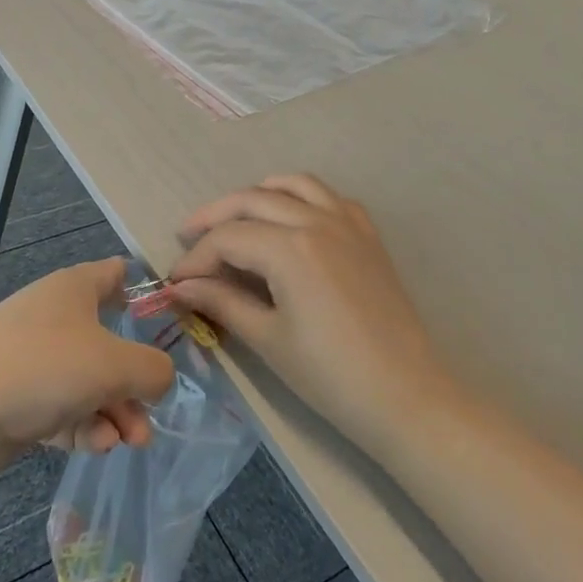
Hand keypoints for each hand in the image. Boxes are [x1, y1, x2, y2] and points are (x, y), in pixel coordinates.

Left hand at [0, 259, 175, 475]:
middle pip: (107, 342)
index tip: (168, 320)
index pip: (114, 274)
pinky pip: (61, 411)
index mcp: (75, 289)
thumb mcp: (115, 364)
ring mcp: (32, 361)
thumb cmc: (43, 366)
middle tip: (150, 412)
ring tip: (131, 441)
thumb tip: (160, 378)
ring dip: (114, 411)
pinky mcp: (16, 402)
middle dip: (134, 380)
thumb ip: (152, 369)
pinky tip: (96, 446)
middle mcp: (54, 319)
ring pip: (87, 383)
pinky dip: (82, 428)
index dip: (142, 290)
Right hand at [168, 175, 450, 452]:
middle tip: (188, 237)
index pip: (227, 238)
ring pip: (292, 185)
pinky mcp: (367, 235)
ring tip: (235, 219)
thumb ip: (222, 302)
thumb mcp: (268, 339)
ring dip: (257, 195)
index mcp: (290, 248)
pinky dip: (301, 197)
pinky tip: (290, 221)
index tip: (176, 283)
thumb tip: (181, 287)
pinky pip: (328, 197)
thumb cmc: (330, 375)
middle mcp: (317, 220)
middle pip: (252, 200)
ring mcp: (347, 222)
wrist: (406, 396)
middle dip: (214, 217)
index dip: (195, 258)